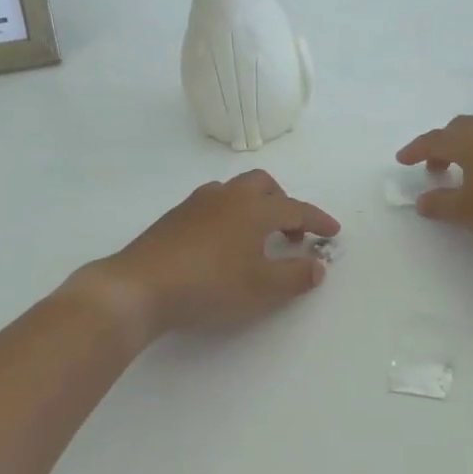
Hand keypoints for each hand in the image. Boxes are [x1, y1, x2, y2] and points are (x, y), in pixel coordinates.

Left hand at [85, 171, 339, 336]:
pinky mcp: (175, 216)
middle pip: (264, 185)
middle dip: (284, 203)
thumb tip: (318, 266)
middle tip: (291, 231)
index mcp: (254, 209)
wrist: (140, 286)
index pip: (296, 208)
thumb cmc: (209, 285)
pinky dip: (230, 213)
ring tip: (257, 236)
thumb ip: (295, 276)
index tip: (333, 232)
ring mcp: (198, 203)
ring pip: (235, 190)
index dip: (318, 220)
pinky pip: (214, 203)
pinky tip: (222, 241)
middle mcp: (228, 196)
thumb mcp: (261, 288)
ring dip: (255, 206)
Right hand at [396, 116, 472, 251]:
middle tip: (436, 167)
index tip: (402, 160)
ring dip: (471, 147)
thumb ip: (442, 204)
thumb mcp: (469, 213)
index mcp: (471, 142)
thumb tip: (423, 200)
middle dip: (443, 144)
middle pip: (462, 128)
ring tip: (469, 172)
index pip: (435, 139)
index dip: (416, 149)